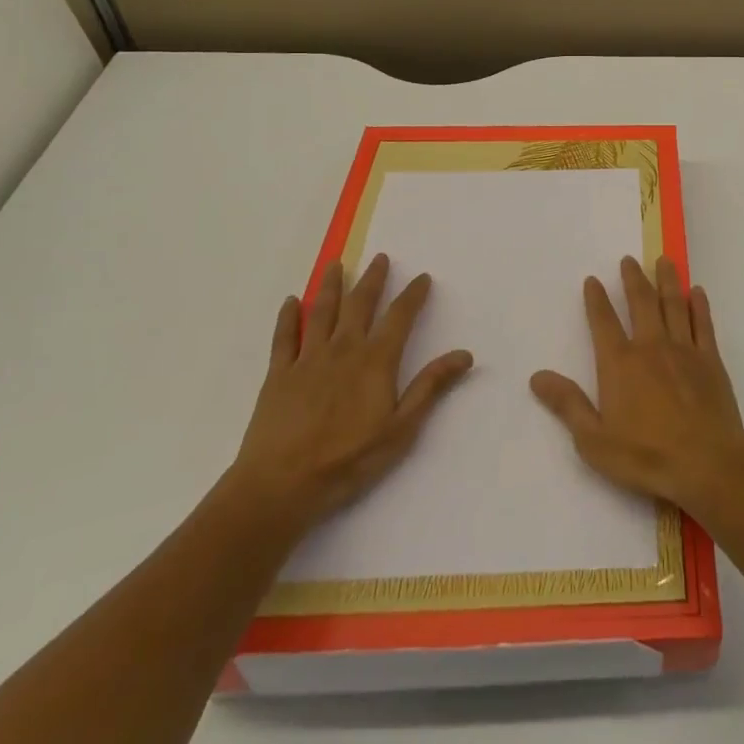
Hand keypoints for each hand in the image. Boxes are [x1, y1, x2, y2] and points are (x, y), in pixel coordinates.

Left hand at [227, 252, 472, 533]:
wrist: (280, 486)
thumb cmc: (347, 461)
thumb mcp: (401, 429)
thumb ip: (430, 387)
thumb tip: (465, 354)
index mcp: (375, 361)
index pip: (399, 317)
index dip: (413, 295)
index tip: (422, 277)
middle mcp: (343, 349)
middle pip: (359, 304)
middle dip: (372, 279)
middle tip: (379, 257)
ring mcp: (308, 359)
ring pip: (321, 312)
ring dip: (330, 285)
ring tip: (335, 264)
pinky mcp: (278, 375)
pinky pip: (284, 338)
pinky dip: (287, 317)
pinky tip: (289, 302)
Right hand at [530, 255, 743, 513]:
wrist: (706, 462)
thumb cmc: (646, 456)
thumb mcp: (594, 440)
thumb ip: (568, 404)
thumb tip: (537, 376)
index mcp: (620, 364)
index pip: (603, 323)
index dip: (596, 300)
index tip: (592, 279)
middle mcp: (650, 346)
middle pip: (641, 302)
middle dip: (633, 279)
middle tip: (629, 259)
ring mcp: (683, 349)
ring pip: (673, 304)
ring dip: (667, 280)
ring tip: (663, 260)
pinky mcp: (710, 359)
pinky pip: (703, 324)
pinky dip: (699, 305)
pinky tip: (696, 292)